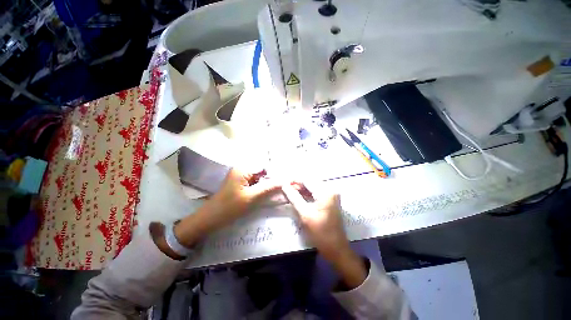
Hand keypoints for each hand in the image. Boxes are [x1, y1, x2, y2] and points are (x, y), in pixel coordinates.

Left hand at [172, 169, 279, 248]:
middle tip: (283, 187)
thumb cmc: (229, 207)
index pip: (265, 166)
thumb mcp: (251, 198)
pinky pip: (255, 182)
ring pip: (260, 177)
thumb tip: (284, 181)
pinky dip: (261, 187)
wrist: (210, 219)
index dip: (275, 173)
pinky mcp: (241, 182)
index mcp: (243, 169)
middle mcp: (242, 169)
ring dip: (267, 183)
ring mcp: (241, 176)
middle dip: (272, 179)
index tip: (285, 182)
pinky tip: (267, 193)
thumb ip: (268, 188)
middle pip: (263, 171)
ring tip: (276, 191)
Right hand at [282, 183, 366, 287]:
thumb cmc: (320, 233)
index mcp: (326, 192)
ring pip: (312, 187)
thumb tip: (284, 185)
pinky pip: (316, 192)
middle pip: (310, 182)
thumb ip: (294, 198)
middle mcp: (330, 189)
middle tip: (285, 188)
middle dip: (297, 184)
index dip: (294, 180)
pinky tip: (298, 196)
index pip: (307, 180)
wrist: (336, 248)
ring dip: (301, 189)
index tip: (283, 182)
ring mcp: (331, 194)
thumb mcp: (305, 214)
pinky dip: (307, 193)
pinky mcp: (330, 199)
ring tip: (289, 191)